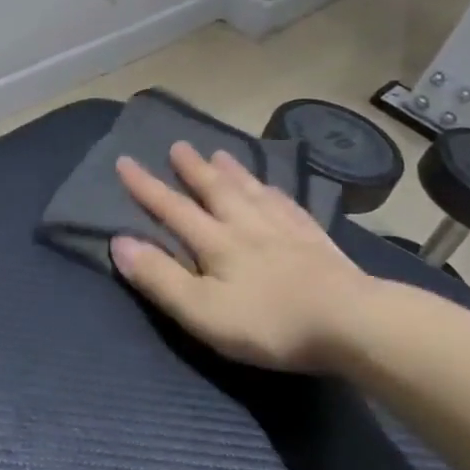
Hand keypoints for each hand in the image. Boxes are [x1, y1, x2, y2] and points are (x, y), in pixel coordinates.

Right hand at [111, 142, 380, 372]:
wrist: (351, 323)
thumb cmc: (268, 323)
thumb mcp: (201, 310)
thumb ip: (159, 277)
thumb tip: (118, 242)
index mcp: (216, 243)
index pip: (172, 209)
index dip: (146, 187)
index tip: (125, 162)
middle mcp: (247, 226)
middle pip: (215, 191)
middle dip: (192, 170)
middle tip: (178, 145)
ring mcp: (285, 230)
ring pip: (252, 192)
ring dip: (232, 172)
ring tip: (220, 153)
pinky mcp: (316, 241)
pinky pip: (288, 206)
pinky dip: (274, 192)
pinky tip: (273, 188)